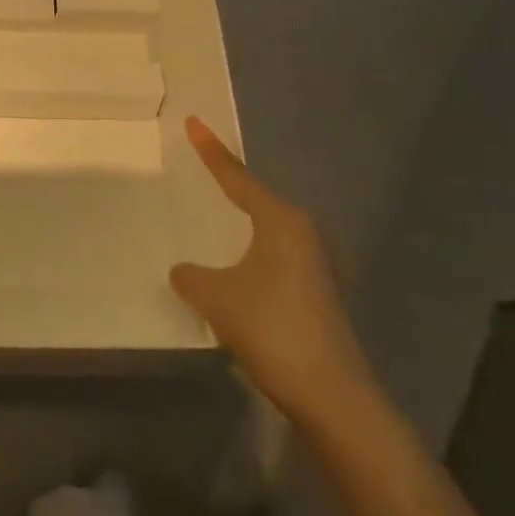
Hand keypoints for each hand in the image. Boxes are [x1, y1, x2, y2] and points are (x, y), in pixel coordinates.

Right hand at [170, 117, 374, 427]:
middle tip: (200, 166)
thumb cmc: (272, 328)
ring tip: (212, 214)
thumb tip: (184, 271)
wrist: (331, 393)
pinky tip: (232, 268)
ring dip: (240, 223)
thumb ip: (191, 277)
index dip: (211, 151)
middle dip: (228, 184)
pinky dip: (248, 252)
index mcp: (280, 221)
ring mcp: (313, 263)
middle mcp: (301, 233)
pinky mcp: (315, 290)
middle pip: (256, 198)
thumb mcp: (217, 298)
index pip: (237, 177)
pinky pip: (271, 255)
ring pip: (265, 229)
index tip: (194, 122)